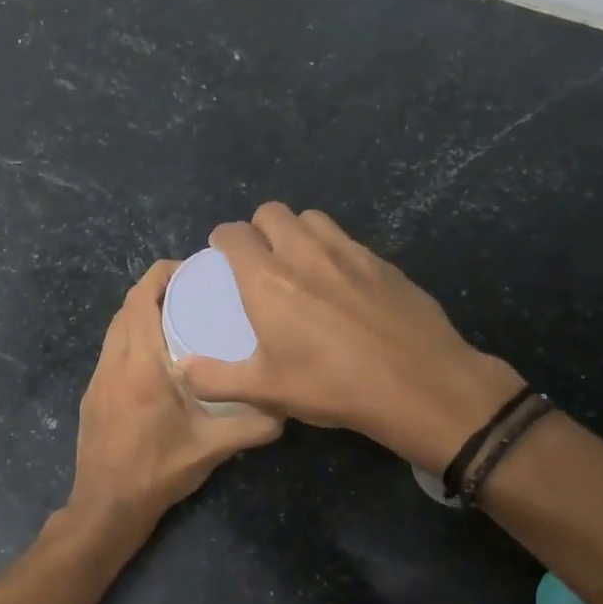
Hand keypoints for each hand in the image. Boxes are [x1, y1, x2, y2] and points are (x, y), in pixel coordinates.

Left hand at [67, 260, 282, 534]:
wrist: (106, 506)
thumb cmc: (157, 471)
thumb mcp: (212, 448)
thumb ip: (253, 425)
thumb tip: (288, 407)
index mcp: (140, 364)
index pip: (142, 299)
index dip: (162, 275)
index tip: (192, 268)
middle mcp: (113, 362)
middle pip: (127, 307)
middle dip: (156, 290)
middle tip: (194, 292)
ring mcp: (98, 378)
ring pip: (115, 329)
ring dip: (141, 314)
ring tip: (178, 318)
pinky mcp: (93, 394)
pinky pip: (111, 350)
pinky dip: (131, 337)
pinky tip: (157, 358)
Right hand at [176, 204, 520, 473]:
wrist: (419, 383)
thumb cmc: (332, 386)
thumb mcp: (266, 391)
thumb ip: (216, 379)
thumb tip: (183, 369)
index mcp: (267, 279)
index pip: (234, 233)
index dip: (222, 239)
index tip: (222, 255)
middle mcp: (305, 252)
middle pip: (272, 212)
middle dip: (259, 228)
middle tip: (261, 260)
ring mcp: (349, 252)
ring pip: (313, 219)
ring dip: (297, 232)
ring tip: (300, 264)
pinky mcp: (383, 262)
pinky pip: (347, 240)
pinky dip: (333, 250)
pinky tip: (342, 285)